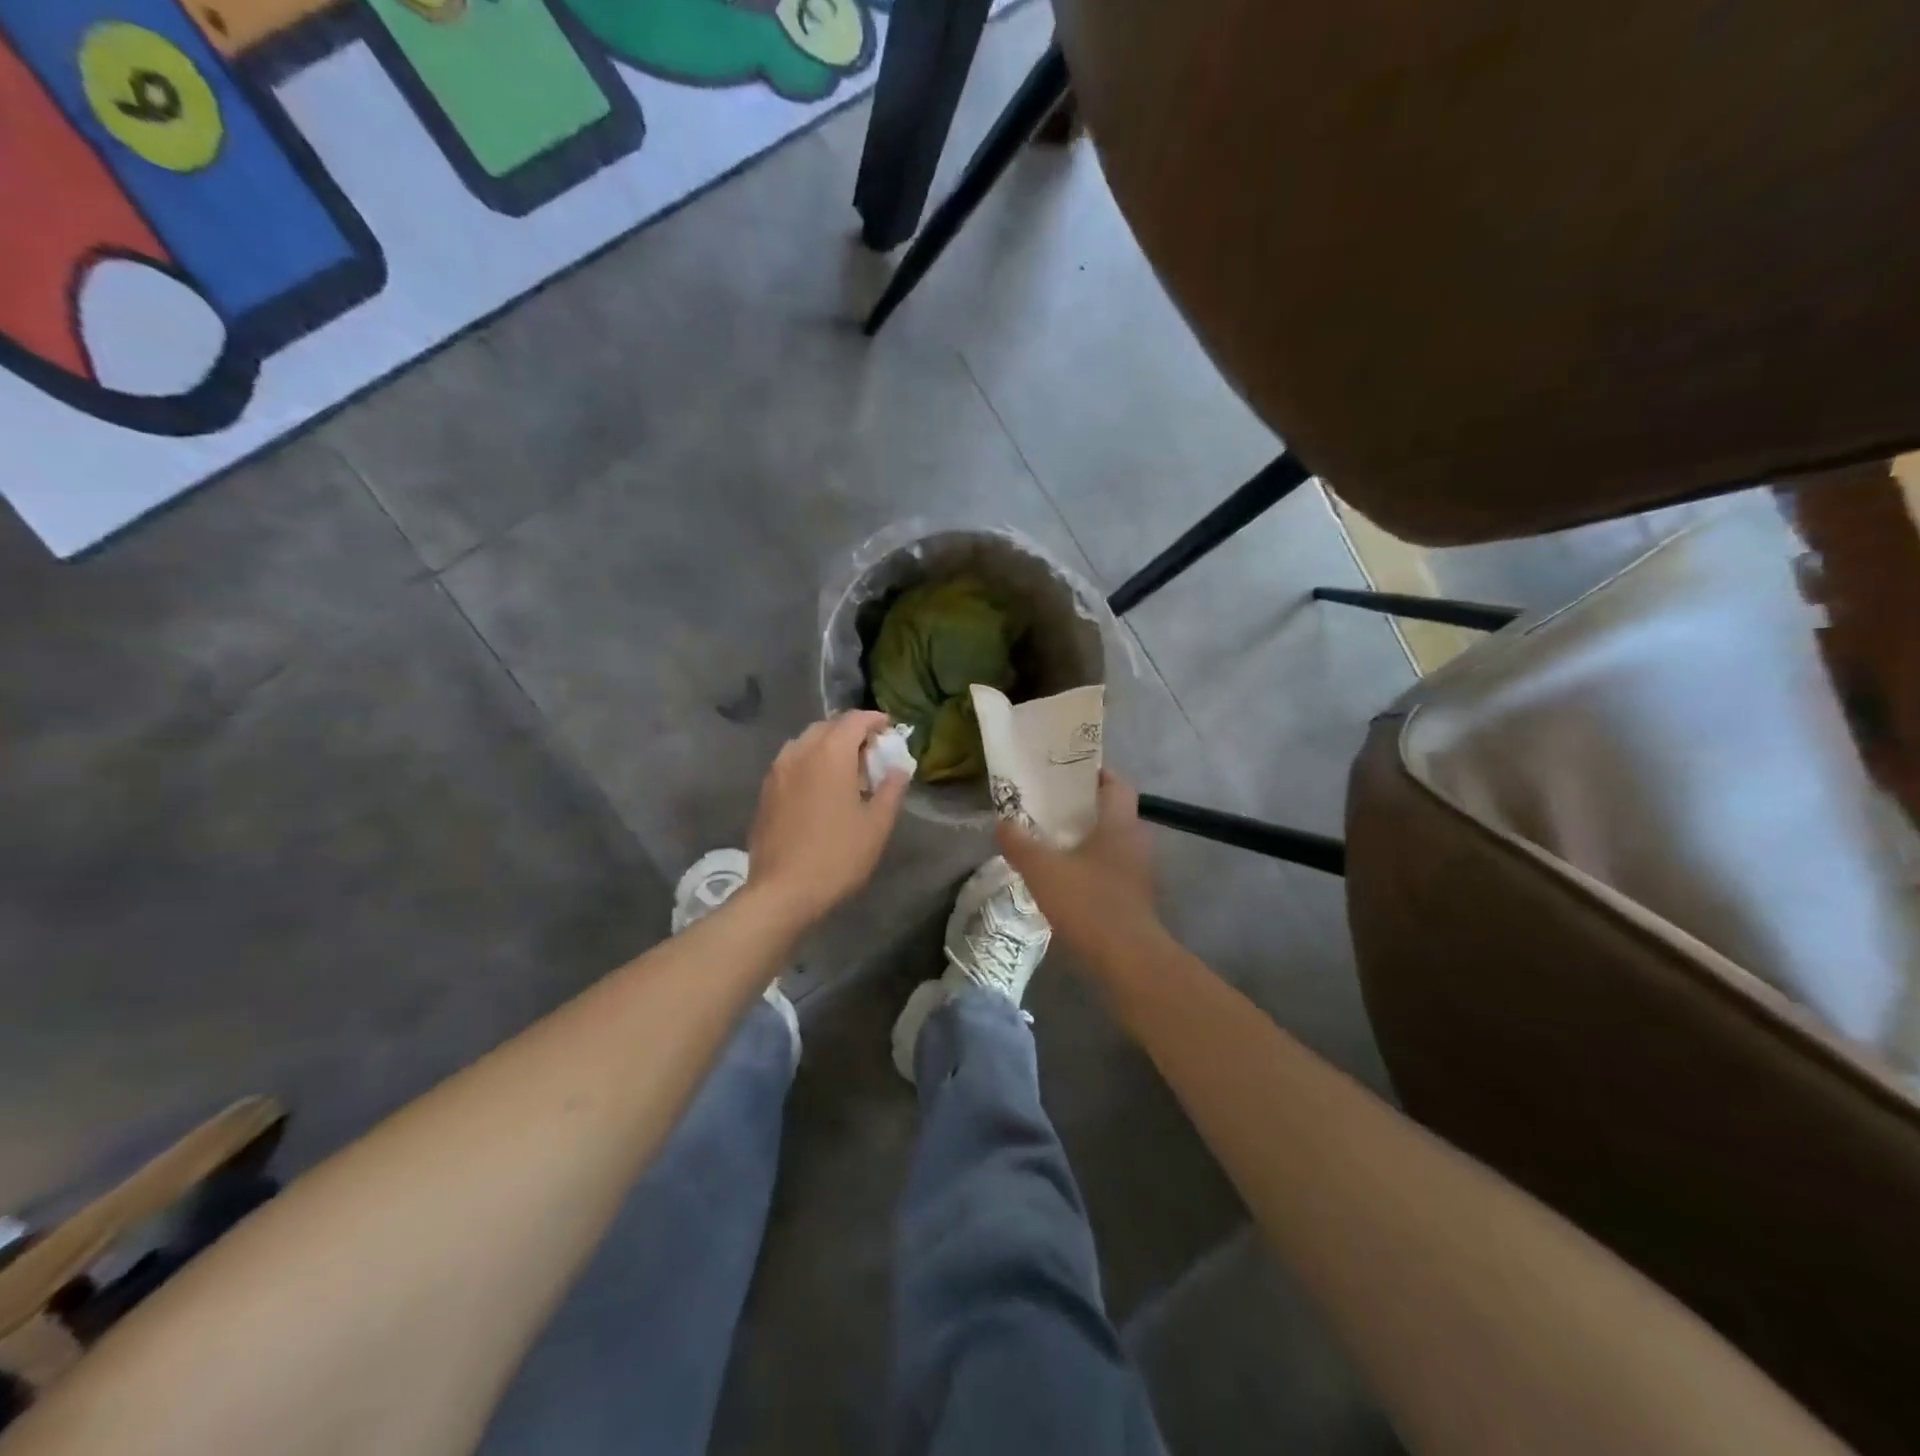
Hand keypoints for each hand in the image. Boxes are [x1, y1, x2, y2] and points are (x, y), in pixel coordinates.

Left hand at [748, 712, 909, 925]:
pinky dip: (810, 761)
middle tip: (871, 751)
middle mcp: (800, 752)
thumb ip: (891, 789)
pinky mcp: (766, 790)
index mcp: (830, 754)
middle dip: (851, 731)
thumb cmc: (837, 856)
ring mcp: (778, 770)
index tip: (890, 729)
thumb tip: (898, 767)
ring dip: (828, 745)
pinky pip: (792, 761)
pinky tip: (820, 786)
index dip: (875, 720)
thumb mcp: (876, 825)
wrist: (782, 891)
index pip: (854, 720)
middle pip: (828, 726)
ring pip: (806, 742)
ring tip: (845, 768)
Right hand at [996, 769, 1161, 959]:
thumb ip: (1020, 843)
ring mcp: (1138, 871)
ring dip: (1084, 838)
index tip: (1065, 773)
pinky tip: (1063, 877)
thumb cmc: (1089, 903)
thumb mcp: (1044, 870)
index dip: (1093, 773)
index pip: (1116, 783)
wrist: (1128, 959)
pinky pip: (1110, 867)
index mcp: (1120, 823)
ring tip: (1049, 840)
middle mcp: (1135, 840)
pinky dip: (1089, 865)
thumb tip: (1002, 822)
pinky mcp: (1133, 896)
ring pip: (1110, 841)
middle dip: (1080, 807)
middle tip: (1047, 806)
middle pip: (1110, 811)